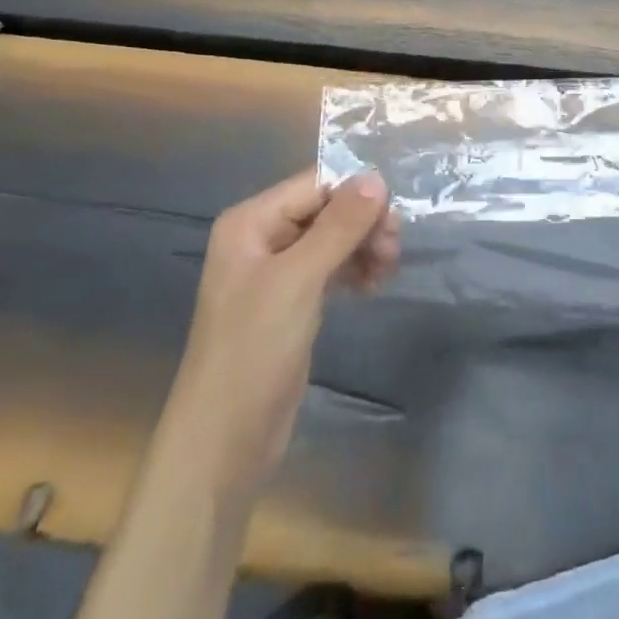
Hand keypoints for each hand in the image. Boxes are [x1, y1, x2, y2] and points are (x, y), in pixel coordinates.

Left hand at [160, 170, 398, 507]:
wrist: (224, 441)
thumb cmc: (254, 350)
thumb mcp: (299, 280)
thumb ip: (339, 226)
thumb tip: (377, 177)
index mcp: (251, 221)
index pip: (316, 184)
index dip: (357, 193)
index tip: (394, 219)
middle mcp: (262, 237)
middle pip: (327, 208)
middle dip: (364, 222)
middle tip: (393, 250)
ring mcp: (277, 271)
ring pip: (334, 237)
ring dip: (364, 246)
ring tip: (387, 270)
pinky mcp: (292, 301)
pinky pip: (332, 266)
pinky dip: (355, 269)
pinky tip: (372, 286)